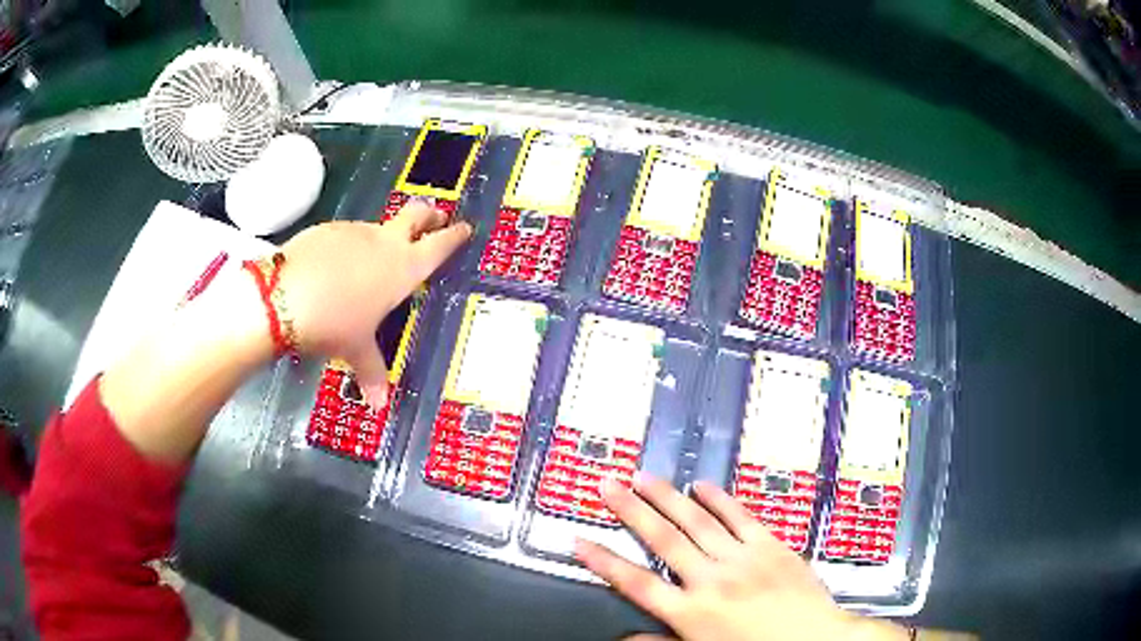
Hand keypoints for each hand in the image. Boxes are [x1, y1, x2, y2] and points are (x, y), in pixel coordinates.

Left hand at [279, 200, 470, 404]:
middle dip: (430, 214)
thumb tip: (379, 404)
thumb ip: (372, 372)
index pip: (440, 244)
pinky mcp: (327, 229)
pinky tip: (334, 267)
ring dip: (383, 236)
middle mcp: (384, 242)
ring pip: (378, 226)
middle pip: (416, 214)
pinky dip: (349, 246)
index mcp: (403, 268)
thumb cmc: (334, 324)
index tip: (464, 228)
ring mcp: (354, 231)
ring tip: (372, 260)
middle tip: (436, 218)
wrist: (283, 298)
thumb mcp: (356, 349)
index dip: (455, 236)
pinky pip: (346, 235)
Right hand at [575, 474, 907, 640]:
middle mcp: (712, 580)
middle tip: (608, 486)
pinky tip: (701, 485)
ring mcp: (743, 558)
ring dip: (666, 497)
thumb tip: (623, 640)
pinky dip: (718, 499)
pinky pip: (739, 516)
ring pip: (696, 521)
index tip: (581, 541)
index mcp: (691, 613)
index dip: (604, 561)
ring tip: (643, 477)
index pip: (635, 582)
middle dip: (630, 510)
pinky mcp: (770, 545)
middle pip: (662, 539)